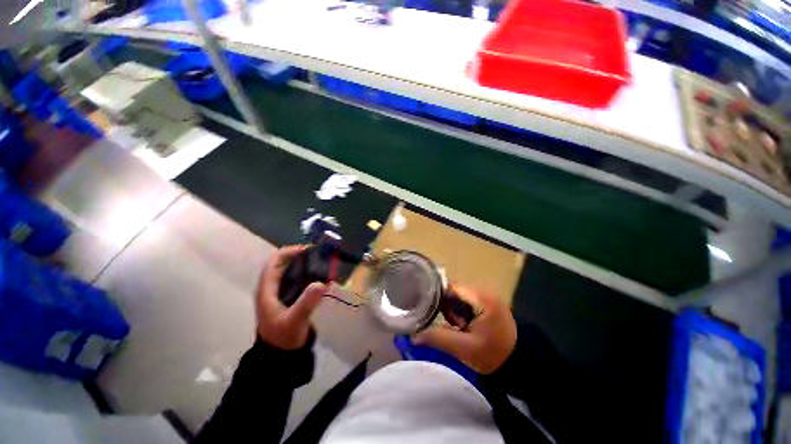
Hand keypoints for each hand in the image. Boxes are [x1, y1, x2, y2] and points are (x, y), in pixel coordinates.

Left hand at [256, 245, 326, 349]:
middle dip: (301, 256)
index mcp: (267, 289)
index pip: (275, 261)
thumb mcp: (294, 320)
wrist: (281, 355)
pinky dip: (309, 273)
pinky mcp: (289, 296)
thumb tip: (321, 282)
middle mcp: (272, 286)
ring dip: (306, 264)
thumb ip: (306, 302)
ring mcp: (280, 291)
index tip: (310, 250)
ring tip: (324, 262)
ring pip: (291, 270)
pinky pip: (298, 278)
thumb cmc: (283, 337)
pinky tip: (322, 275)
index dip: (290, 252)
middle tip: (321, 255)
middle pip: (284, 262)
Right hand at [414, 287, 516, 373]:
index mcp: (481, 296)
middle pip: (452, 290)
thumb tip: (414, 336)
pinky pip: (463, 300)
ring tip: (459, 327)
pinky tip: (463, 325)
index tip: (428, 310)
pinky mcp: (484, 300)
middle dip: (446, 307)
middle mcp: (483, 289)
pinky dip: (459, 311)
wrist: (519, 362)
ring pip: (456, 295)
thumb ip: (439, 339)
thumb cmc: (494, 355)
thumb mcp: (465, 349)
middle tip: (452, 326)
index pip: (450, 287)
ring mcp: (485, 294)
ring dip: (452, 310)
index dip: (437, 297)